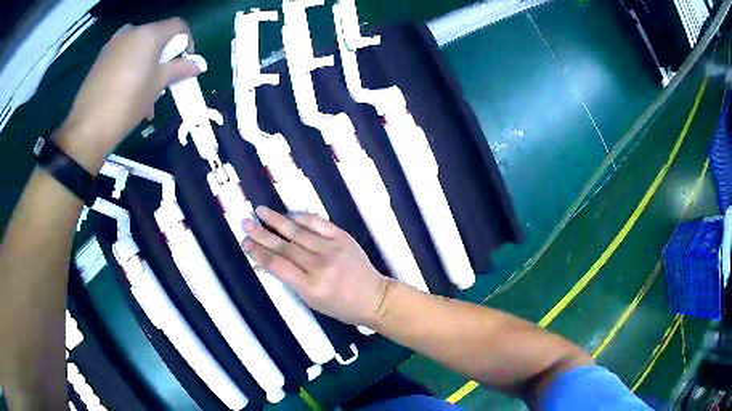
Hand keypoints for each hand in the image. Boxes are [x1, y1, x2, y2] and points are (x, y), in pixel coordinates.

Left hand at [57, 18, 199, 171]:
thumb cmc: (127, 103)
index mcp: (148, 34)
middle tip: (164, 83)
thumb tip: (198, 64)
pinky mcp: (101, 58)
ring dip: (148, 66)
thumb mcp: (158, 85)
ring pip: (139, 49)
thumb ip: (179, 69)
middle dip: (164, 58)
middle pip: (157, 37)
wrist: (88, 128)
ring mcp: (113, 44)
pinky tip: (129, 93)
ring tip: (145, 95)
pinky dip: (132, 69)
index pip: (178, 26)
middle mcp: (131, 31)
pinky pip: (124, 57)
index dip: (187, 42)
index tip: (185, 64)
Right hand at [242, 206, 391, 325]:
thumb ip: (289, 280)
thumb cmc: (340, 306)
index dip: (259, 253)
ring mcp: (333, 249)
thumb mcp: (311, 301)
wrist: (374, 297)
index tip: (245, 243)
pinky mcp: (343, 238)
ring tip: (260, 211)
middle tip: (245, 223)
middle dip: (261, 234)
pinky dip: (302, 217)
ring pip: (298, 232)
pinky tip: (289, 214)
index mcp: (311, 287)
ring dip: (277, 221)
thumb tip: (264, 263)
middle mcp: (320, 266)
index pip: (278, 266)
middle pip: (284, 247)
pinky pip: (319, 223)